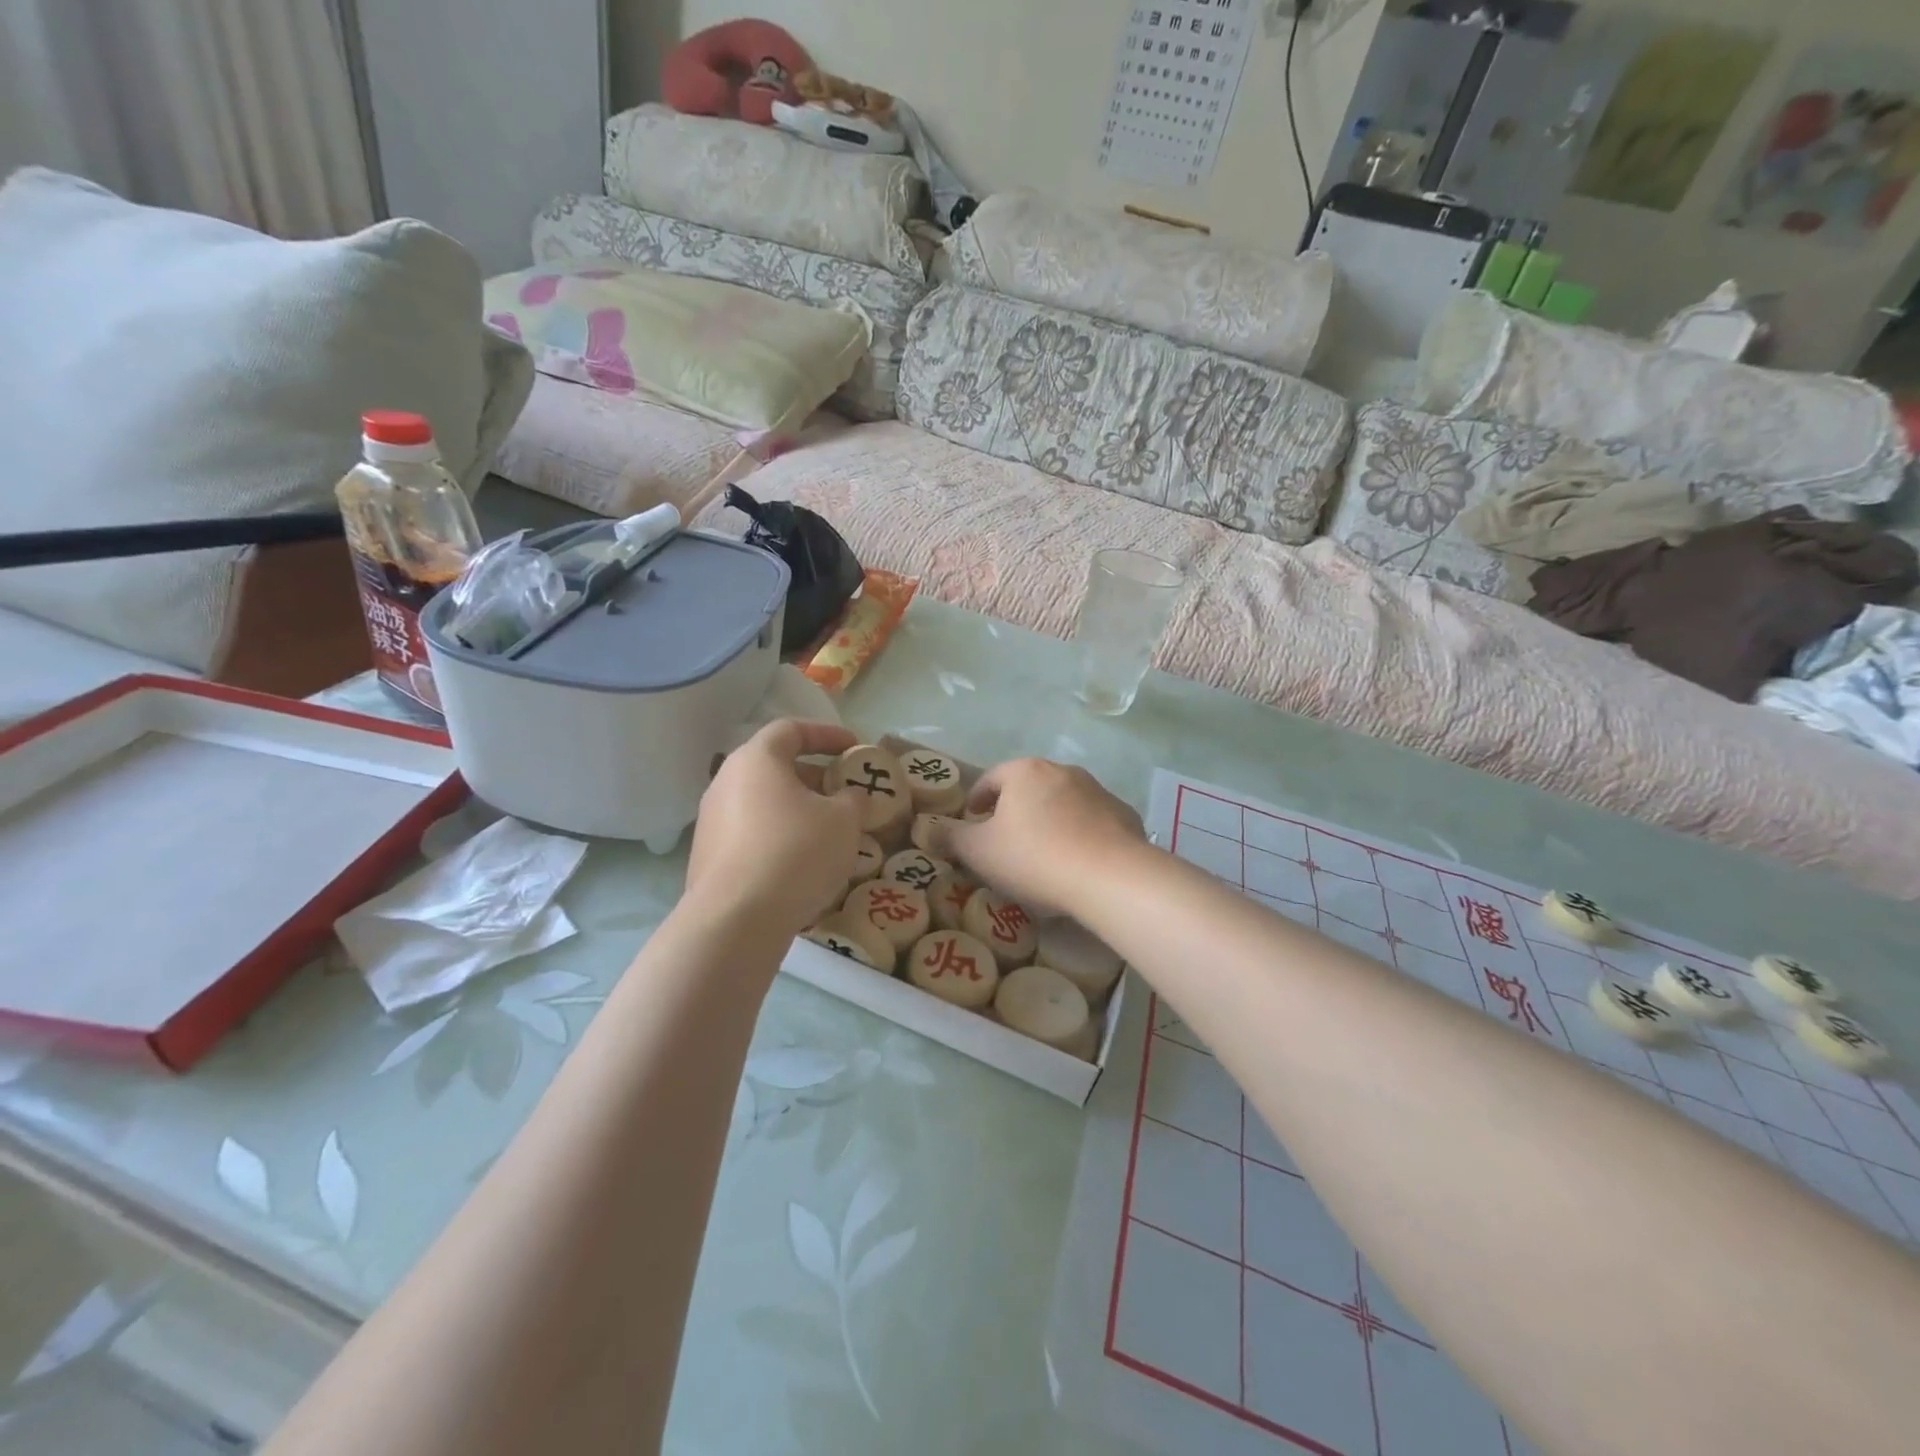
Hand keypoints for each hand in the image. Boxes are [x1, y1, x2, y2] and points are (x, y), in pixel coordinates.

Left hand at [686, 720, 862, 933]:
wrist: (736, 920)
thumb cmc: (795, 852)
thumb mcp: (843, 820)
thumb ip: (853, 799)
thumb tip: (849, 796)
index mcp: (757, 760)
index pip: (791, 729)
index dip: (827, 734)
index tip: (853, 748)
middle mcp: (725, 782)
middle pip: (774, 766)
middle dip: (813, 776)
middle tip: (844, 793)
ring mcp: (711, 821)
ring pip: (762, 803)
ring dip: (796, 810)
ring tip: (827, 832)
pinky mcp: (707, 857)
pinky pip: (751, 835)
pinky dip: (778, 838)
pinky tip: (801, 864)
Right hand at [926, 758, 1144, 917]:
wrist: (1109, 876)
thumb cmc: (1033, 857)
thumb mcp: (979, 852)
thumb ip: (950, 837)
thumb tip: (926, 828)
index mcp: (1024, 772)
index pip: (991, 779)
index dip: (976, 800)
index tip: (972, 821)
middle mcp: (1062, 771)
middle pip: (1029, 788)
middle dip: (1014, 811)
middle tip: (1004, 841)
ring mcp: (1098, 791)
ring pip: (1063, 804)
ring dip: (1049, 821)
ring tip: (1042, 856)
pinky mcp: (1124, 815)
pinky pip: (1093, 823)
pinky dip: (1081, 836)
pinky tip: (1077, 864)